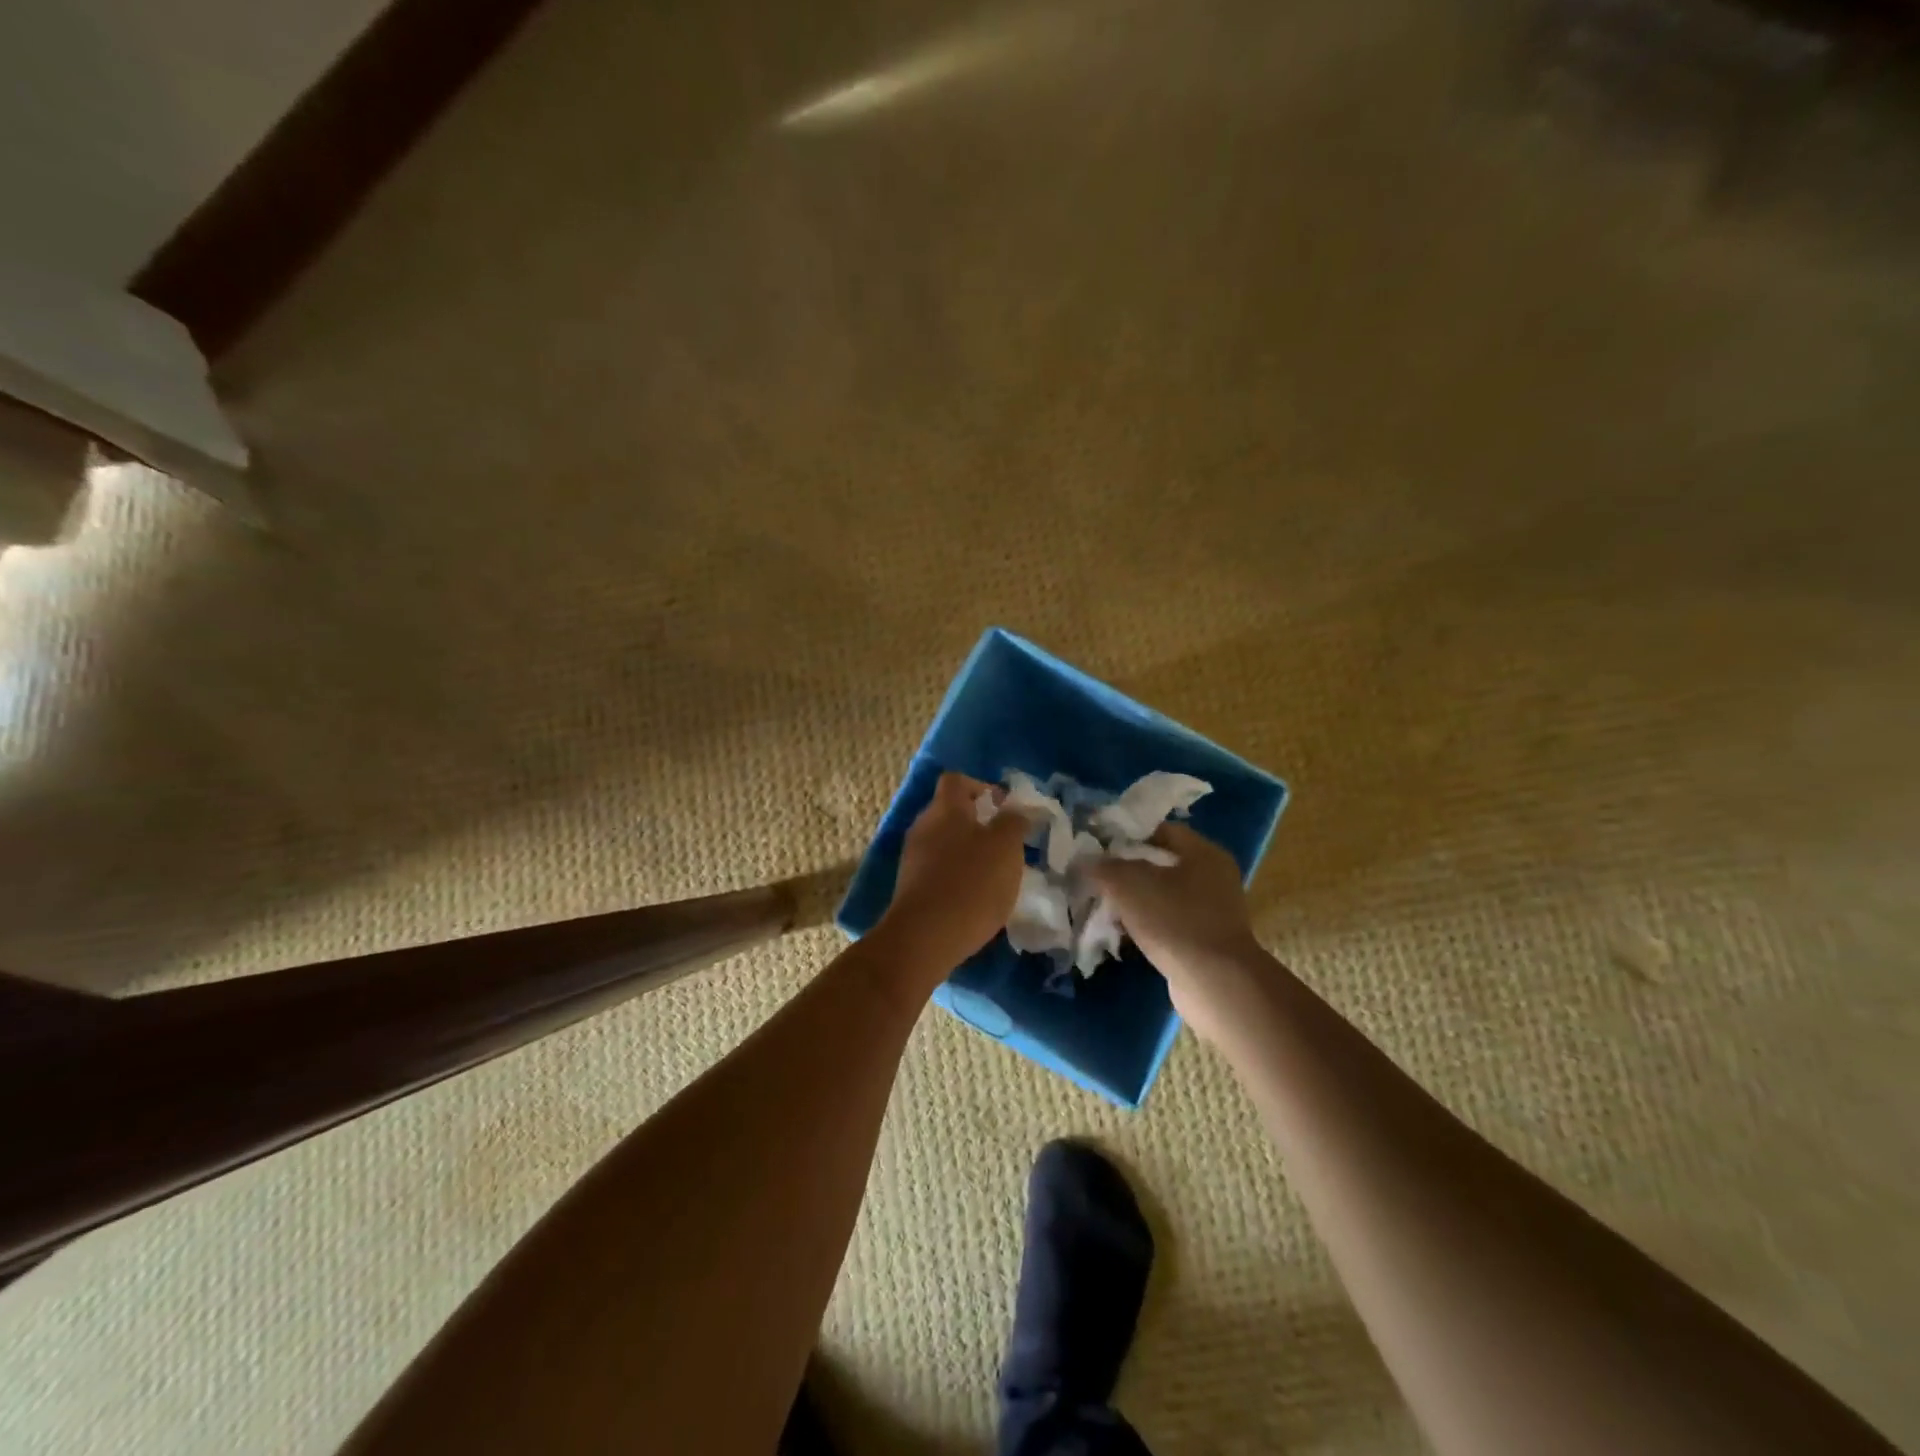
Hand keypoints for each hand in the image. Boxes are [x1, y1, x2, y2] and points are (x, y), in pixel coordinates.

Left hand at [876, 772, 1028, 972]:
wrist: (925, 937)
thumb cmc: (972, 882)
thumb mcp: (1006, 847)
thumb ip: (1013, 822)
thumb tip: (1014, 811)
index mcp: (945, 808)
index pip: (957, 780)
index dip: (981, 787)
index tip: (1004, 807)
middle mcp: (923, 826)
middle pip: (949, 813)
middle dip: (977, 824)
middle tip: (1005, 844)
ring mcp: (912, 858)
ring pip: (944, 843)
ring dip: (967, 853)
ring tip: (994, 875)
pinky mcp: (910, 888)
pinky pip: (937, 871)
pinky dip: (956, 877)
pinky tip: (974, 899)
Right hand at [1090, 822, 1267, 1041]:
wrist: (1215, 985)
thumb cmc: (1175, 921)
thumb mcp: (1130, 885)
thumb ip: (1103, 867)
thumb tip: (1083, 861)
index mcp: (1204, 854)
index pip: (1161, 830)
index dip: (1127, 834)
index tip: (1097, 844)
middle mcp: (1213, 878)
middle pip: (1160, 863)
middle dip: (1125, 869)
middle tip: (1095, 874)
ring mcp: (1211, 912)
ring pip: (1161, 895)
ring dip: (1133, 900)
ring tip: (1101, 904)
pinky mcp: (1203, 941)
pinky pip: (1167, 922)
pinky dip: (1144, 924)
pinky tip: (1120, 932)